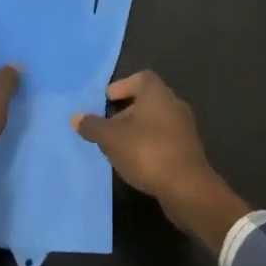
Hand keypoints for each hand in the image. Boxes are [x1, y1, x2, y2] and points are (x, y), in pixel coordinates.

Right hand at [73, 71, 250, 252]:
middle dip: (127, 111)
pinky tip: (136, 161)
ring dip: (137, 129)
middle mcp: (174, 105)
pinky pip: (164, 139)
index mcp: (158, 94)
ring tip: (118, 146)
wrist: (186, 187)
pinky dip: (149, 144)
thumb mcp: (111, 139)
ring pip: (157, 121)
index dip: (123, 85)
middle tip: (108, 125)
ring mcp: (185, 128)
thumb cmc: (147, 152)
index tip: (108, 99)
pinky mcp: (189, 150)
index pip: (141, 78)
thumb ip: (93, 126)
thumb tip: (76, 117)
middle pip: (148, 100)